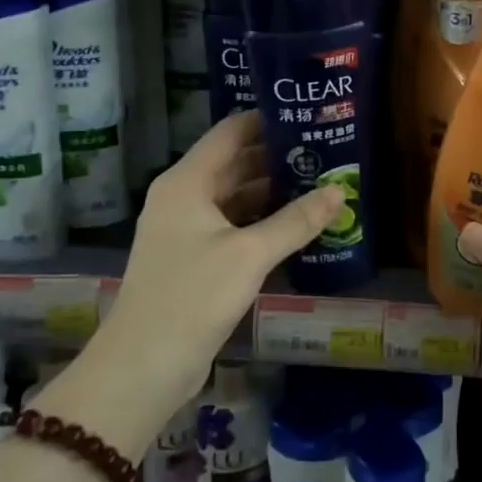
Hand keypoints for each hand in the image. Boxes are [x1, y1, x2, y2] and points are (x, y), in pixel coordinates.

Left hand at [69, 112, 342, 448]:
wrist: (143, 367)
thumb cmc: (192, 296)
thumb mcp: (250, 255)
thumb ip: (296, 220)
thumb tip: (339, 191)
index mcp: (187, 182)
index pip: (231, 132)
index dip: (268, 120)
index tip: (308, 115)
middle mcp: (184, 197)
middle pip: (236, 163)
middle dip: (279, 157)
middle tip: (327, 150)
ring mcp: (188, 229)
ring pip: (237, 197)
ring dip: (275, 192)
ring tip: (322, 182)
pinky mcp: (196, 259)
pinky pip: (235, 226)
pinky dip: (264, 221)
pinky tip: (301, 225)